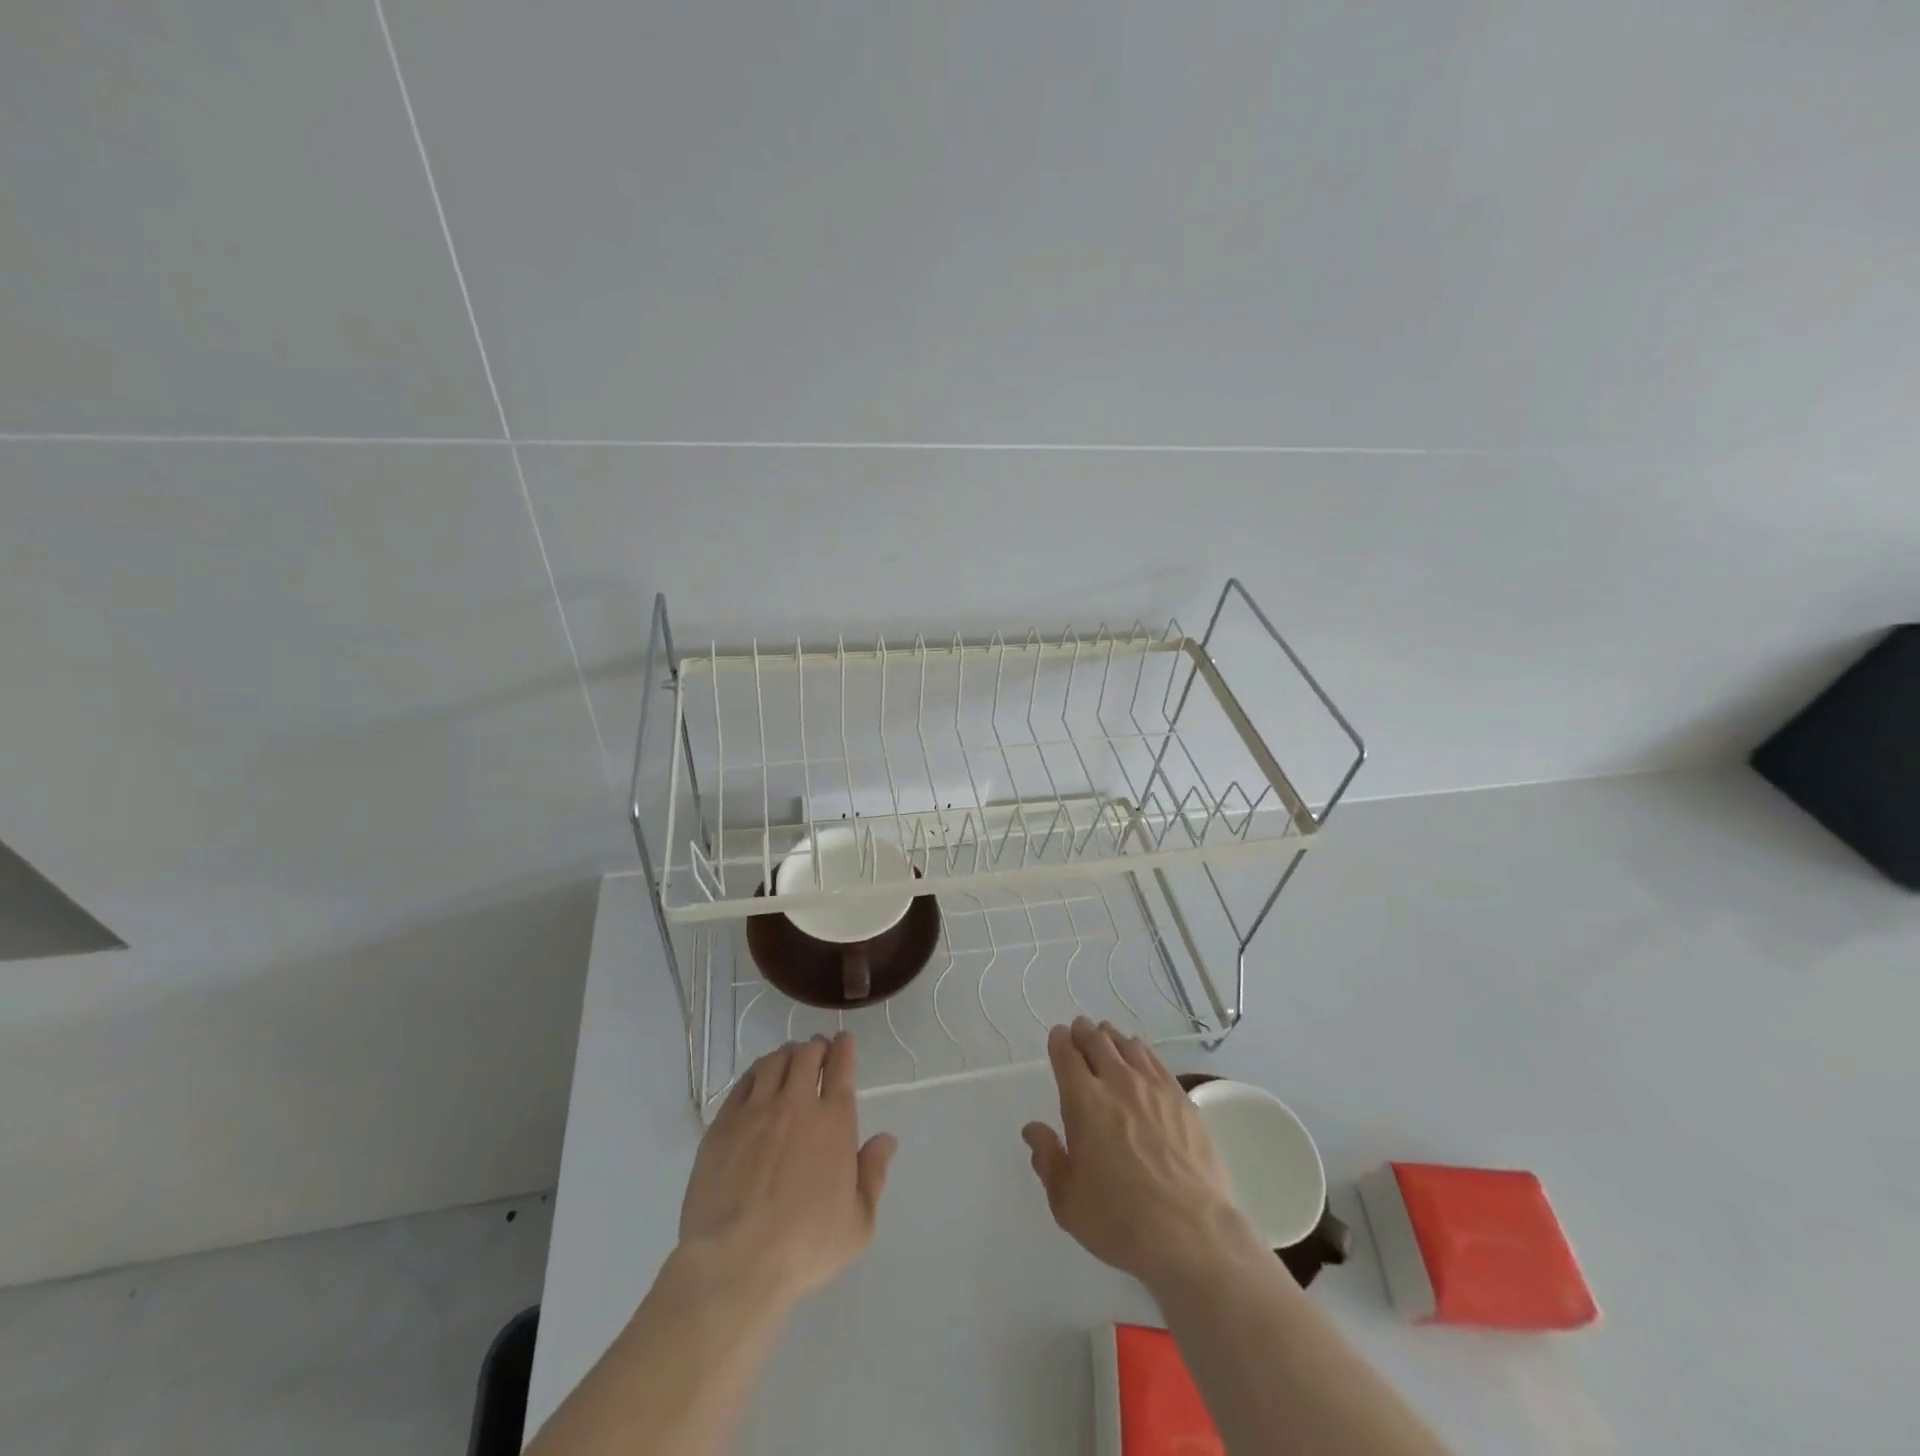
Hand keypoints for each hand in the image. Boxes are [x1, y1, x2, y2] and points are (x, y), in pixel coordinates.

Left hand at [678, 1033, 896, 1305]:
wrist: (735, 1262)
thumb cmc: (804, 1246)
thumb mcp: (858, 1223)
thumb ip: (874, 1175)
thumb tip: (886, 1140)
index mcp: (834, 1121)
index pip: (841, 1066)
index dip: (843, 1048)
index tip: (843, 1042)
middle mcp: (796, 1104)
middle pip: (806, 1054)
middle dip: (816, 1047)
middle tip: (818, 1052)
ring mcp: (756, 1110)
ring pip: (774, 1061)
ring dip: (786, 1055)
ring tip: (789, 1060)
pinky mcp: (723, 1124)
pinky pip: (743, 1082)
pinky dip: (756, 1071)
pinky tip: (758, 1078)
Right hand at [1022, 1017, 1255, 1287]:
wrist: (1191, 1234)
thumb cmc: (1120, 1221)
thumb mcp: (1067, 1201)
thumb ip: (1048, 1159)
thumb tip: (1033, 1129)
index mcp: (1084, 1102)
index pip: (1066, 1055)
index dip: (1059, 1041)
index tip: (1058, 1037)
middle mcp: (1117, 1082)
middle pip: (1097, 1041)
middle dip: (1084, 1032)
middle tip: (1079, 1030)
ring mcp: (1154, 1087)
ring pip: (1128, 1045)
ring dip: (1112, 1038)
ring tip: (1108, 1038)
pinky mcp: (1182, 1099)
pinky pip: (1156, 1061)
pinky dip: (1141, 1051)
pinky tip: (1141, 1056)